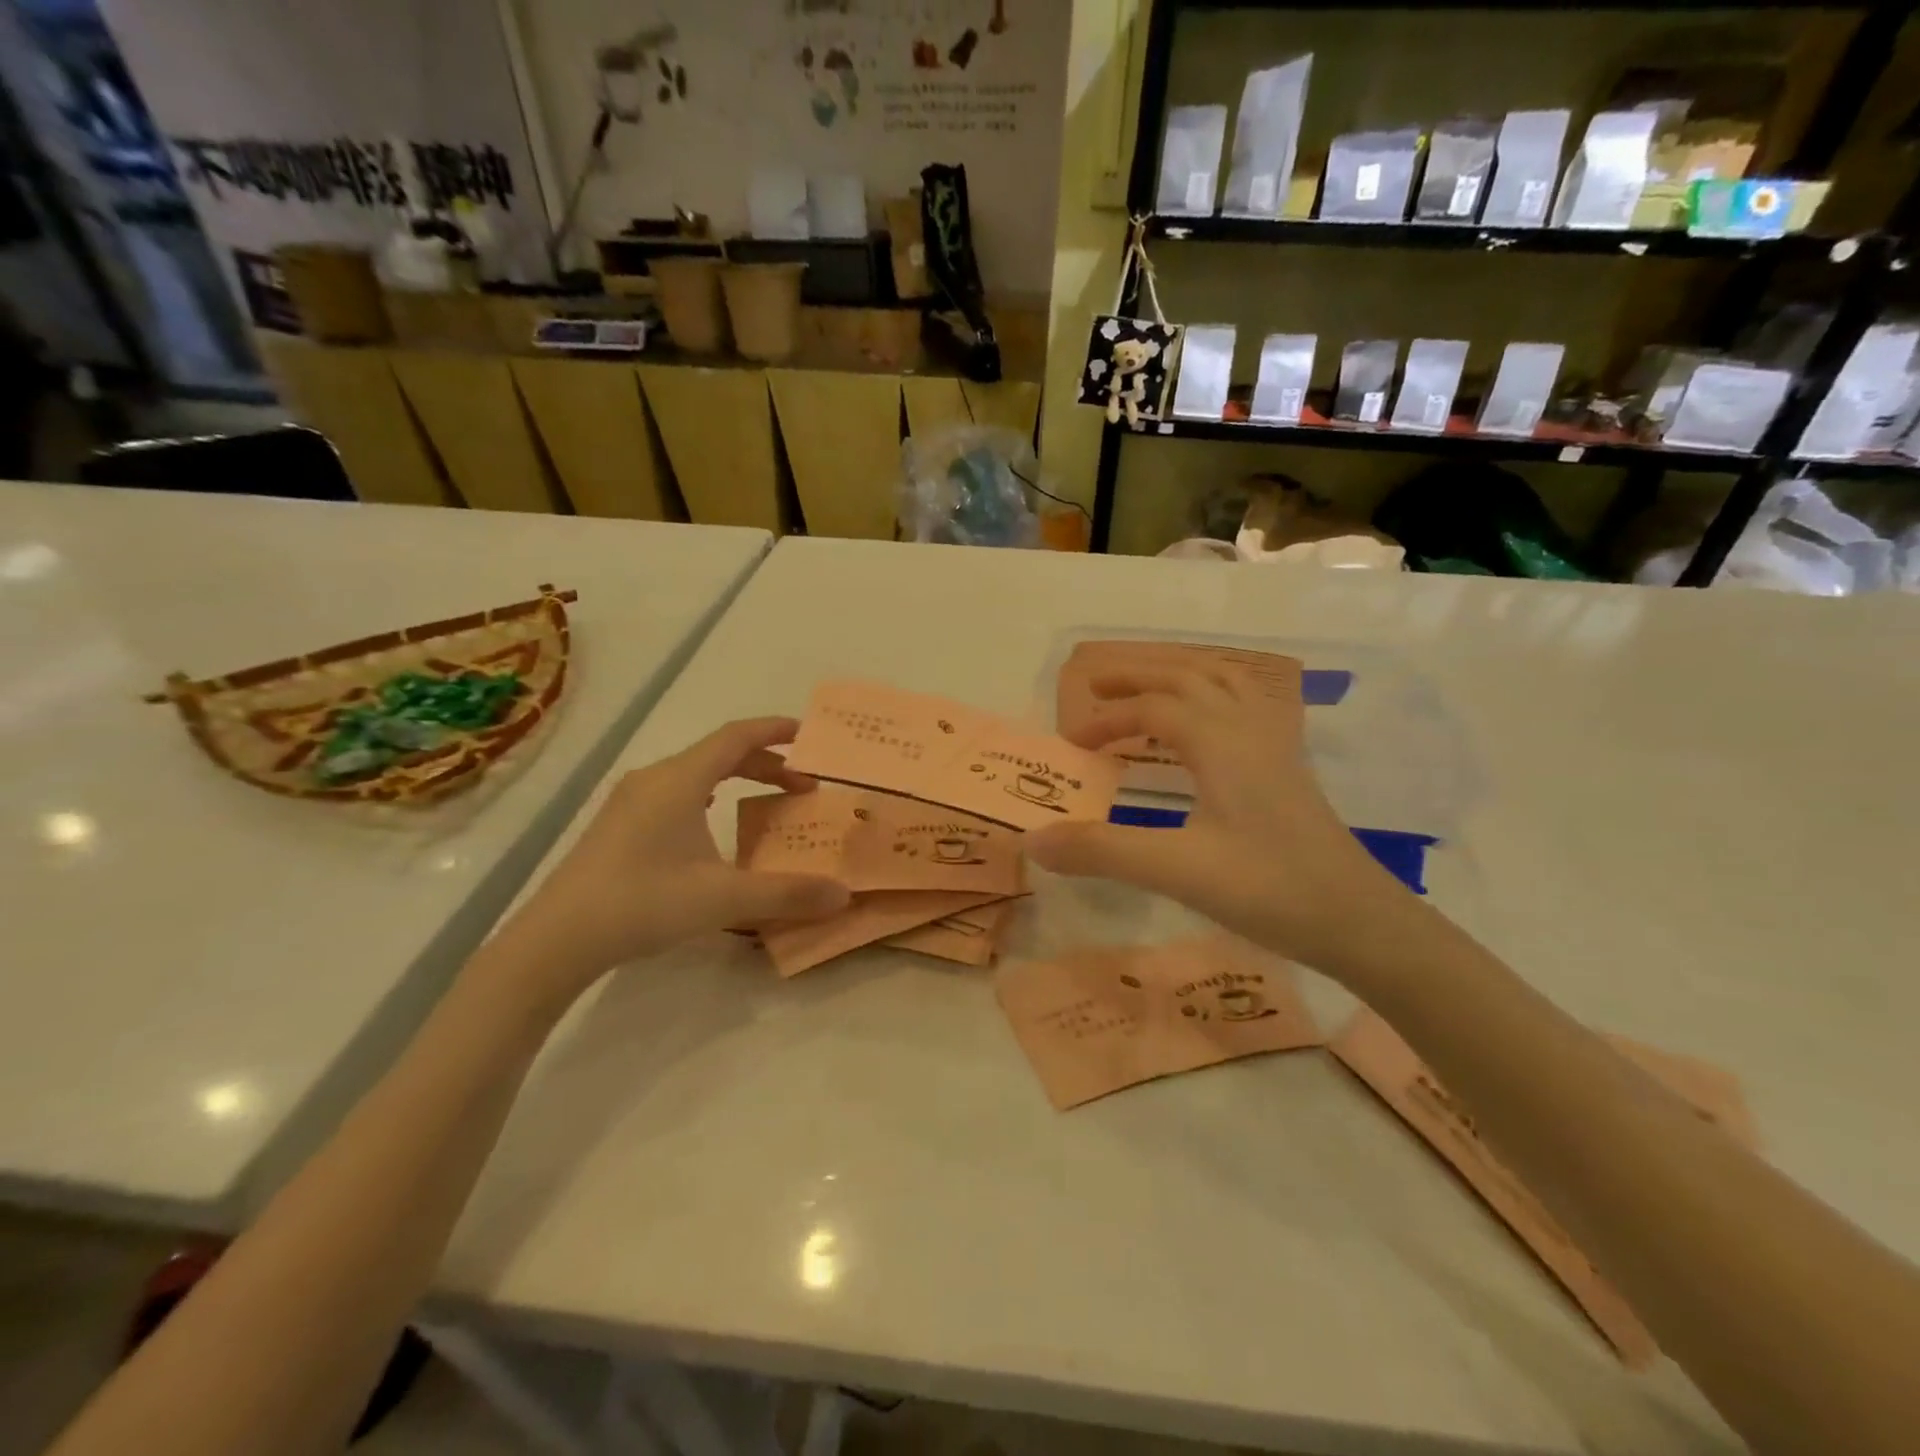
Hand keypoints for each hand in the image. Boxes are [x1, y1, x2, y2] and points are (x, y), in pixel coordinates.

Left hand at [487, 718, 849, 1002]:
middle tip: (804, 787)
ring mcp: (630, 801)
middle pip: (719, 754)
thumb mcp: (723, 898)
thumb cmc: (643, 903)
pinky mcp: (618, 825)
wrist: (556, 940)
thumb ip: (788, 894)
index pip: (737, 737)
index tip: (810, 734)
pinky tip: (712, 822)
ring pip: (696, 773)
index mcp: (680, 780)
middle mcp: (654, 779)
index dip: (776, 730)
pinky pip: (676, 792)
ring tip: (766, 802)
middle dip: (766, 764)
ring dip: (737, 780)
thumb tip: (844, 894)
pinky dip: (710, 795)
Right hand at [1026, 665, 1410, 977]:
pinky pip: (1248, 707)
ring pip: (1226, 684)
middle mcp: (1248, 729)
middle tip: (1097, 685)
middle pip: (1190, 677)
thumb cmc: (1268, 889)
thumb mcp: (1176, 870)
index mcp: (1220, 742)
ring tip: (1148, 690)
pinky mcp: (1290, 769)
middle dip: (1140, 676)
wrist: (1359, 921)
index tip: (1071, 744)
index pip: (1153, 709)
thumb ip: (1101, 851)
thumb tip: (1033, 840)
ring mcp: (1276, 747)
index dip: (1107, 719)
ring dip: (1181, 677)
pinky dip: (1215, 697)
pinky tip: (1209, 725)